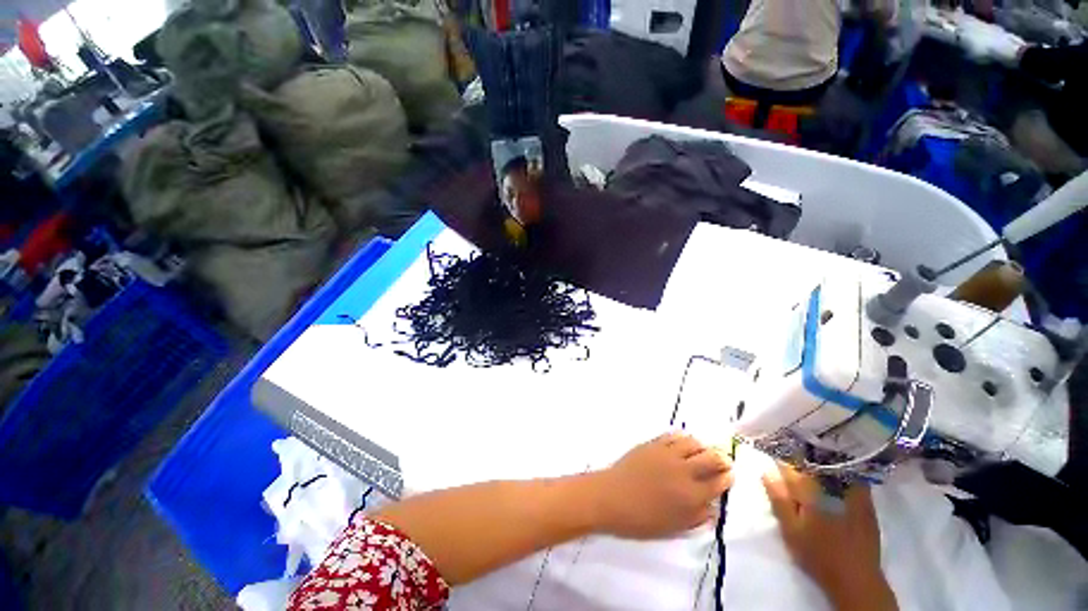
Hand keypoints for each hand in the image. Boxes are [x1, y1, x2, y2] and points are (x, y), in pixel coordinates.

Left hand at [591, 433, 732, 539]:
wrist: (612, 497)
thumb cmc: (641, 519)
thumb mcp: (673, 528)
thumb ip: (696, 518)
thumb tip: (713, 508)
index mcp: (690, 495)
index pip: (717, 483)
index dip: (727, 478)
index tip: (730, 475)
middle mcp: (683, 471)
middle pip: (710, 458)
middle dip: (721, 458)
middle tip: (723, 460)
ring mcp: (667, 454)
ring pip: (693, 443)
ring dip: (702, 446)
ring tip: (703, 450)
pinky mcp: (653, 444)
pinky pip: (673, 436)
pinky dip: (683, 438)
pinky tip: (684, 442)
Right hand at [762, 463, 896, 610]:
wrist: (857, 578)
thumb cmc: (818, 554)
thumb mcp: (790, 530)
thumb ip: (779, 499)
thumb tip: (766, 470)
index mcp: (811, 490)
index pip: (790, 463)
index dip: (779, 454)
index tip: (771, 449)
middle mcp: (833, 485)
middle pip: (812, 460)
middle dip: (798, 453)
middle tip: (787, 451)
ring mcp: (853, 492)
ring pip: (832, 465)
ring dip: (819, 457)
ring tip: (808, 456)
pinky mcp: (866, 501)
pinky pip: (851, 475)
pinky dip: (839, 468)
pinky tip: (832, 470)